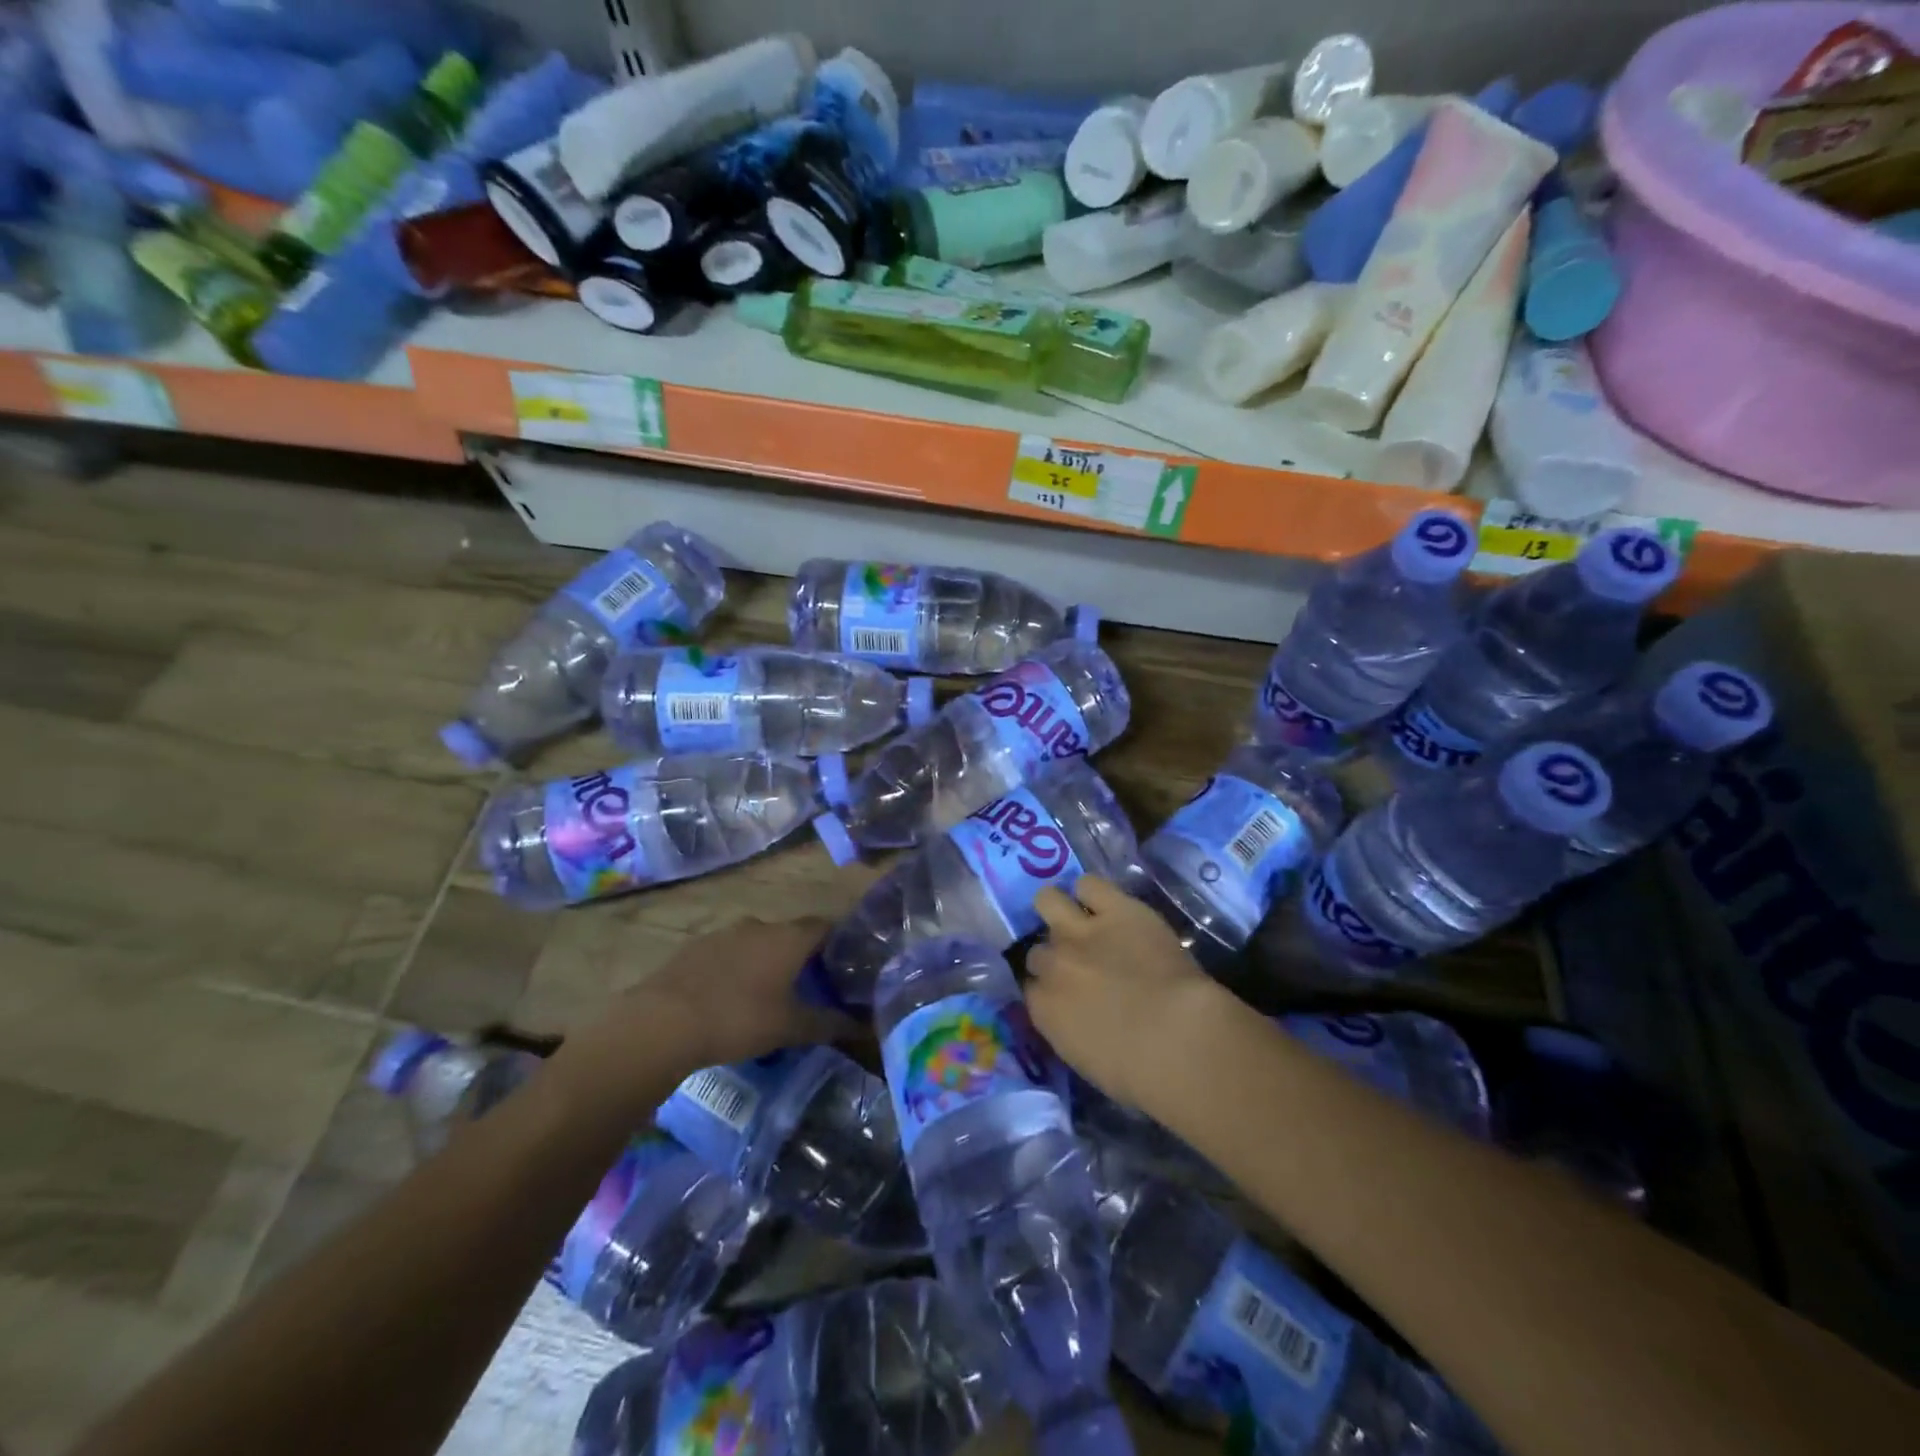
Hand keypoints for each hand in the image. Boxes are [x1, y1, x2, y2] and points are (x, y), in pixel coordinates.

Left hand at [556, 917, 856, 1119]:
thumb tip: (862, 1026)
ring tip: (766, 995)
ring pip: (755, 943)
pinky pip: (726, 954)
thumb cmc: (739, 1018)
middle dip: (800, 957)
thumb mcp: (789, 1027)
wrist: (662, 1022)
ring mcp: (722, 934)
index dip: (837, 944)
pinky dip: (734, 970)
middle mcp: (759, 925)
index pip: (825, 927)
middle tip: (807, 987)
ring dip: (764, 962)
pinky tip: (728, 998)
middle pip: (789, 935)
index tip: (844, 966)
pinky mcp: (693, 948)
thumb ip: (828, 1023)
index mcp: (788, 938)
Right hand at [1027, 877, 1229, 1109]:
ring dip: (1059, 910)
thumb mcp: (1086, 1060)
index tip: (1065, 993)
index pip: (1031, 986)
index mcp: (1044, 1009)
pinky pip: (1089, 884)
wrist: (1178, 1038)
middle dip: (1055, 954)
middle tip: (1080, 963)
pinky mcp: (1116, 908)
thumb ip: (1067, 1029)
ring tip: (1079, 918)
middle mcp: (1053, 964)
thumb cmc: (1139, 1073)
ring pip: (1048, 900)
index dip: (1048, 986)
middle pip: (1038, 948)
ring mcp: (1081, 931)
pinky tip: (1108, 905)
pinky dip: (1094, 893)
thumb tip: (1073, 1016)